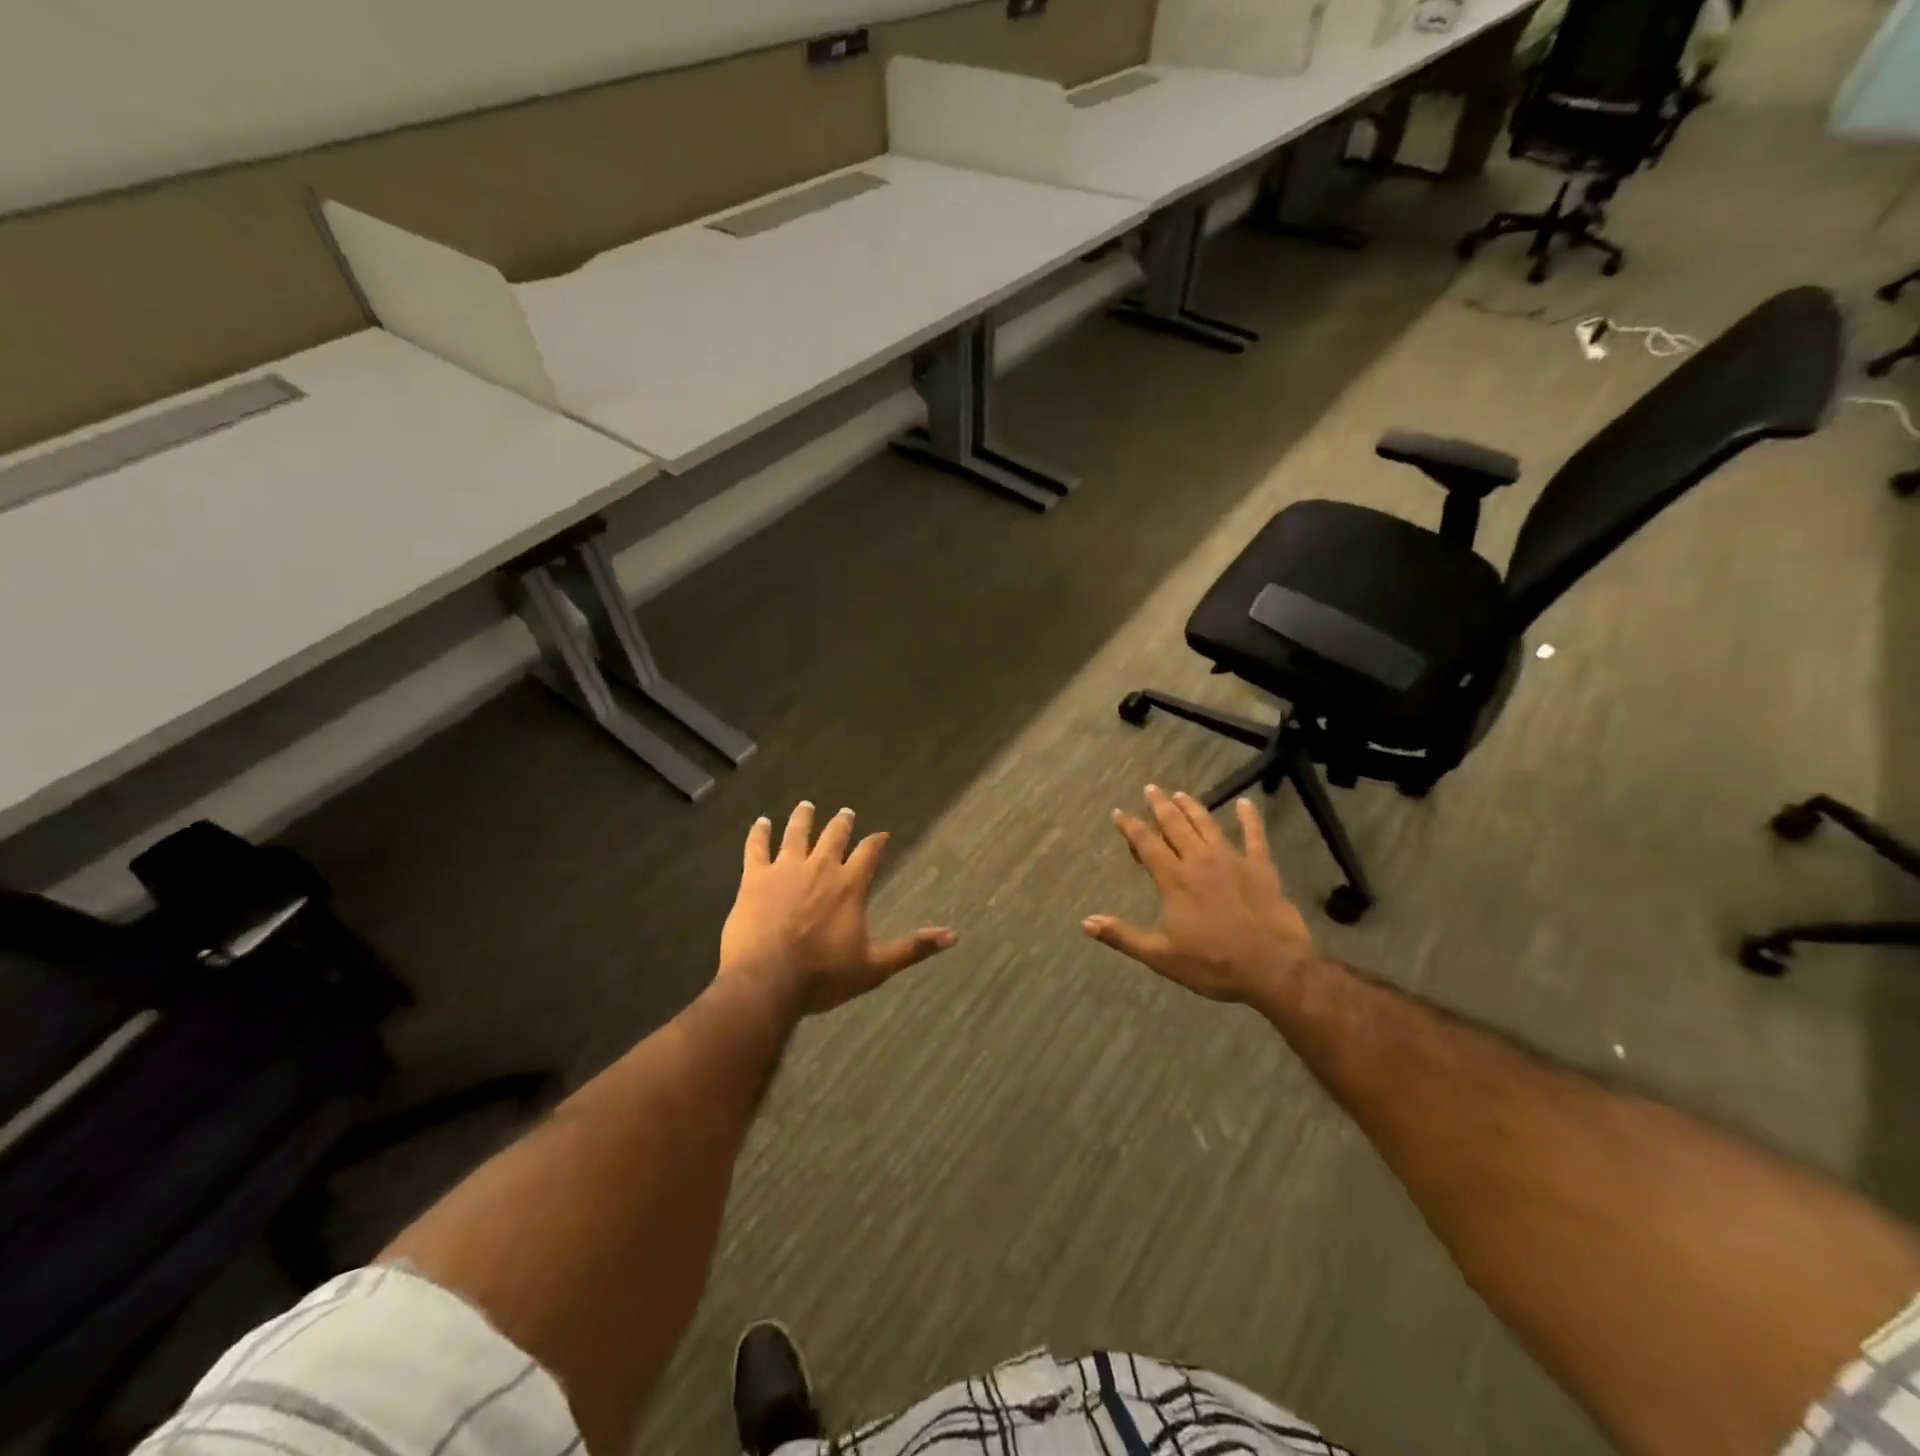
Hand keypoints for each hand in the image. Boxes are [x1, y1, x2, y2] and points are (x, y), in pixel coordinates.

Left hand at [719, 802, 955, 1016]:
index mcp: (850, 886)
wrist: (767, 982)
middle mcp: (821, 868)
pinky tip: (760, 822)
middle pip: (834, 836)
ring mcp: (785, 869)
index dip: (876, 842)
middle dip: (842, 823)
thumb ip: (912, 948)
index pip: (869, 853)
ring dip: (803, 818)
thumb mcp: (874, 967)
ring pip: (796, 833)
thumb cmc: (823, 976)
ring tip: (806, 806)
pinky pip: (757, 847)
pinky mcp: (755, 878)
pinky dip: (759, 833)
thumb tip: (953, 936)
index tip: (881, 834)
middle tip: (846, 812)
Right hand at [1082, 787, 1317, 1005]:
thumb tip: (1086, 923)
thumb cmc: (1213, 964)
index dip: (1131, 826)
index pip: (1146, 844)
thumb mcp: (1161, 956)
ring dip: (1192, 807)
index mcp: (1174, 880)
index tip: (1119, 812)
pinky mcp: (1261, 868)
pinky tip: (1246, 803)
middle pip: (1175, 825)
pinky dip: (1250, 818)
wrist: (1273, 968)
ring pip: (1207, 825)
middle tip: (1150, 789)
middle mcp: (1200, 861)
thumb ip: (1123, 936)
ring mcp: (1233, 860)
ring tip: (1180, 794)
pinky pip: (1255, 836)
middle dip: (1160, 806)